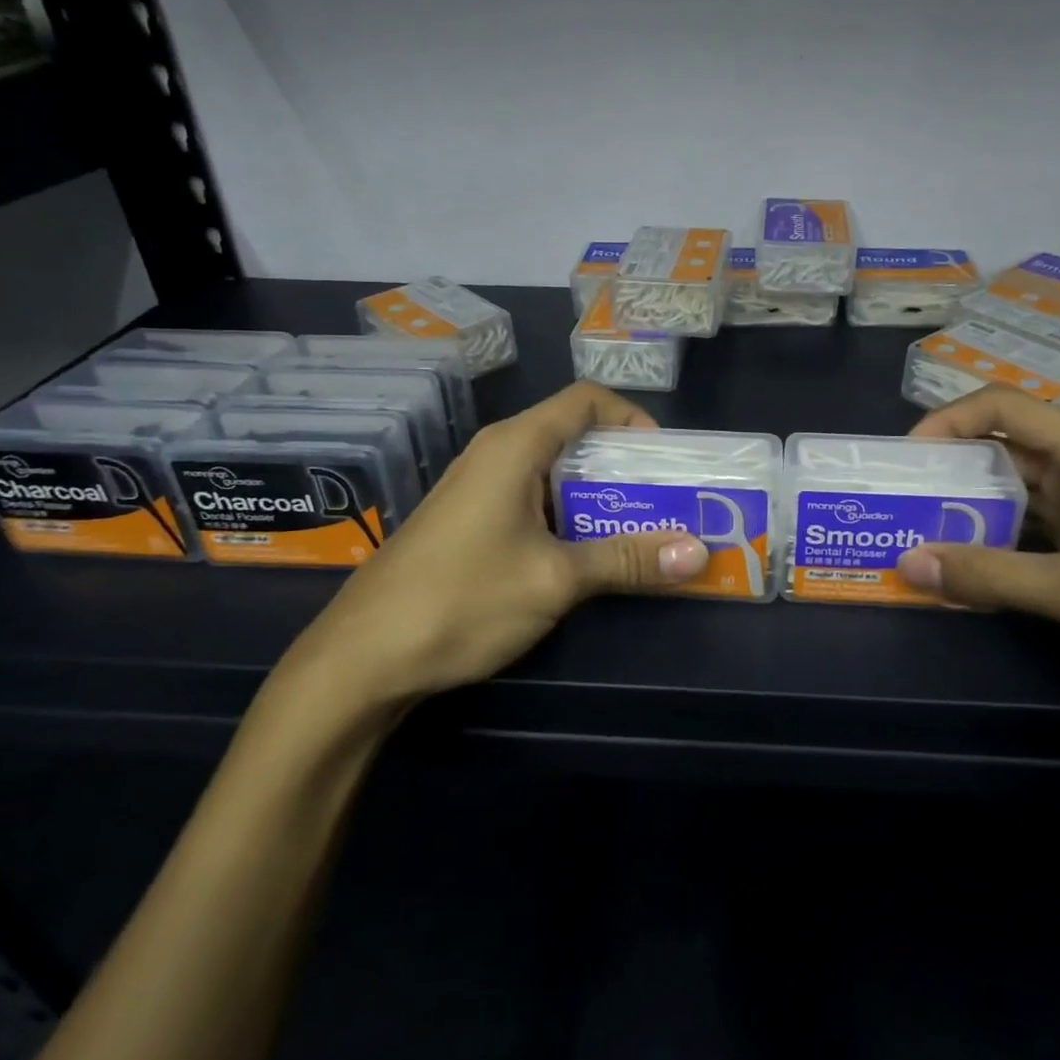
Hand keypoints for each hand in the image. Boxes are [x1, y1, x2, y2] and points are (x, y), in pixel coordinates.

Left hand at [284, 382, 707, 712]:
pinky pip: (530, 500)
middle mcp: (496, 453)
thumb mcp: (556, 580)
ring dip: (597, 498)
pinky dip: (566, 517)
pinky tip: (582, 557)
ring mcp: (477, 487)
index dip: (632, 418)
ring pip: (552, 472)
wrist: (360, 660)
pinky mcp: (467, 520)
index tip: (663, 460)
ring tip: (636, 533)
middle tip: (664, 503)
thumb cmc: (462, 600)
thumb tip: (699, 554)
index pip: (586, 400)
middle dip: (623, 466)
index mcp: (515, 445)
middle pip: (573, 435)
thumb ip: (628, 560)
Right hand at [896, 388, 1059, 724]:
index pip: (1004, 408)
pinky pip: (1034, 520)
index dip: (947, 422)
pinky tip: (964, 558)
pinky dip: (997, 534)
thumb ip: (991, 577)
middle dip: (949, 467)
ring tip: (916, 528)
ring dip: (969, 505)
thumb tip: (906, 564)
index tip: (903, 460)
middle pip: (1005, 444)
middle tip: (897, 499)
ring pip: (1017, 485)